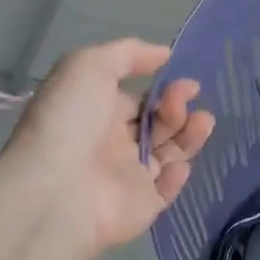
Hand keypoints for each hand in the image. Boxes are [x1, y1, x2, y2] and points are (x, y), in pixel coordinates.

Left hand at [0, 39, 215, 257]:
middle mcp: (112, 143)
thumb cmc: (70, 120)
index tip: (185, 81)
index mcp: (97, 111)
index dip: (163, 90)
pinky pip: (168, 188)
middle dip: (178, 107)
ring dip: (189, 134)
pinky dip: (178, 174)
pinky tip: (177, 163)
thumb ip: (129, 53)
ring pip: (170, 152)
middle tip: (187, 98)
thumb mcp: (90, 65)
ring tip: (203, 121)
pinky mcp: (142, 206)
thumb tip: (165, 54)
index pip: (139, 100)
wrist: (56, 191)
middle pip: (158, 124)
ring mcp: (128, 176)